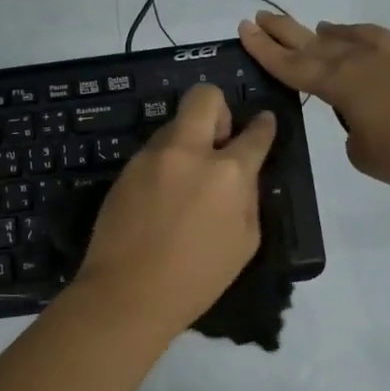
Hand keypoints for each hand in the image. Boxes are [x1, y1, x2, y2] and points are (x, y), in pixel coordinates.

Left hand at [71, 84, 276, 338]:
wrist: (128, 293)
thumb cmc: (197, 278)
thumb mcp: (245, 242)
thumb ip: (248, 197)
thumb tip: (242, 175)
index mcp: (228, 172)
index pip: (255, 133)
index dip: (263, 126)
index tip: (263, 124)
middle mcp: (189, 152)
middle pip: (205, 97)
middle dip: (218, 110)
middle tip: (218, 141)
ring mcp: (152, 157)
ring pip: (174, 124)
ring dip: (187, 141)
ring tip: (185, 181)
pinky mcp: (125, 168)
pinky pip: (153, 152)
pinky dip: (164, 163)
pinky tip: (161, 197)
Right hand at [239, 11, 389, 188]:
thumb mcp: (365, 156)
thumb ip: (355, 136)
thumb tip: (364, 122)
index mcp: (340, 83)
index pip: (292, 65)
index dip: (265, 49)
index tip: (244, 28)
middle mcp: (365, 60)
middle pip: (317, 42)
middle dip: (287, 31)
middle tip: (264, 17)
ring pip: (362, 35)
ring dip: (341, 32)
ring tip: (326, 28)